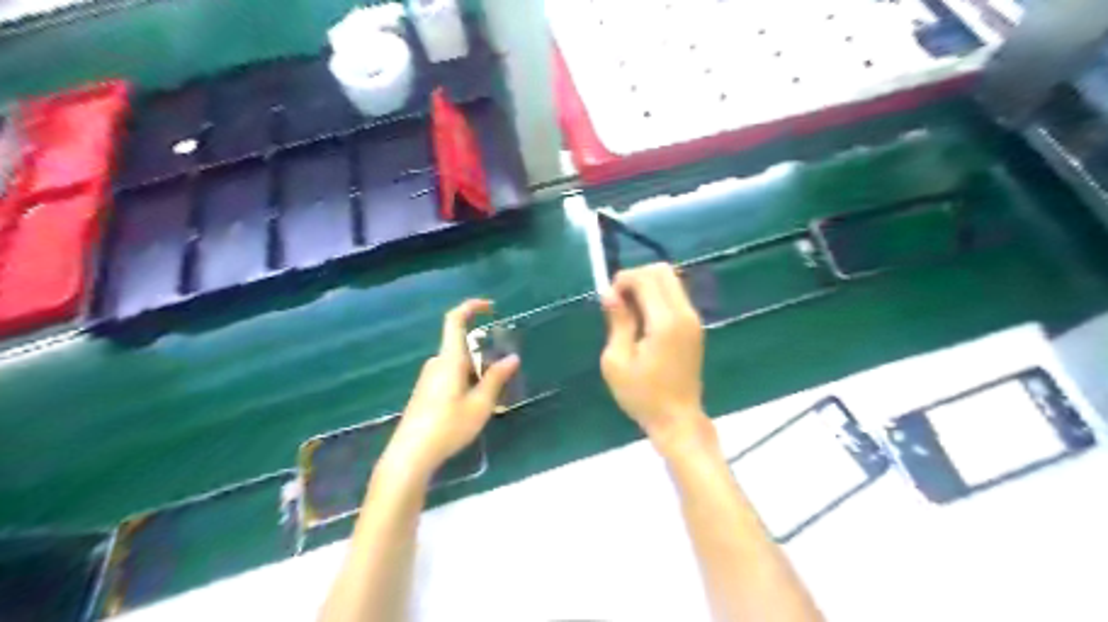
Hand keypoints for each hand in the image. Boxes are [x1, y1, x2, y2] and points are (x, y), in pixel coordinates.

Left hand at [381, 301, 520, 480]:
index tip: (490, 307)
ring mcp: (428, 378)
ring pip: (458, 365)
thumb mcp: (480, 404)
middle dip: (484, 357)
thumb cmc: (448, 426)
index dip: (471, 307)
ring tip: (489, 401)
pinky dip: (466, 383)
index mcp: (449, 359)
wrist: (410, 455)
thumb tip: (513, 357)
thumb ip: (496, 378)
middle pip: (462, 347)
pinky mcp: (425, 392)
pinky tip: (471, 409)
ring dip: (476, 374)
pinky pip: (450, 376)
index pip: (455, 320)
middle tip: (502, 380)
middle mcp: (436, 363)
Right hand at [603, 261, 712, 455]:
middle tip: (619, 302)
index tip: (609, 301)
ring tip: (629, 313)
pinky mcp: (695, 327)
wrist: (678, 419)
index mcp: (665, 322)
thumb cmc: (642, 395)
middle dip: (636, 277)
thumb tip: (610, 294)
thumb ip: (617, 322)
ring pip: (671, 281)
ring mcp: (693, 319)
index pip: (646, 278)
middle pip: (663, 271)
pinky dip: (657, 297)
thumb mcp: (617, 361)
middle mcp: (684, 313)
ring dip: (647, 286)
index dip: (623, 280)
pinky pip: (675, 296)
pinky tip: (643, 321)